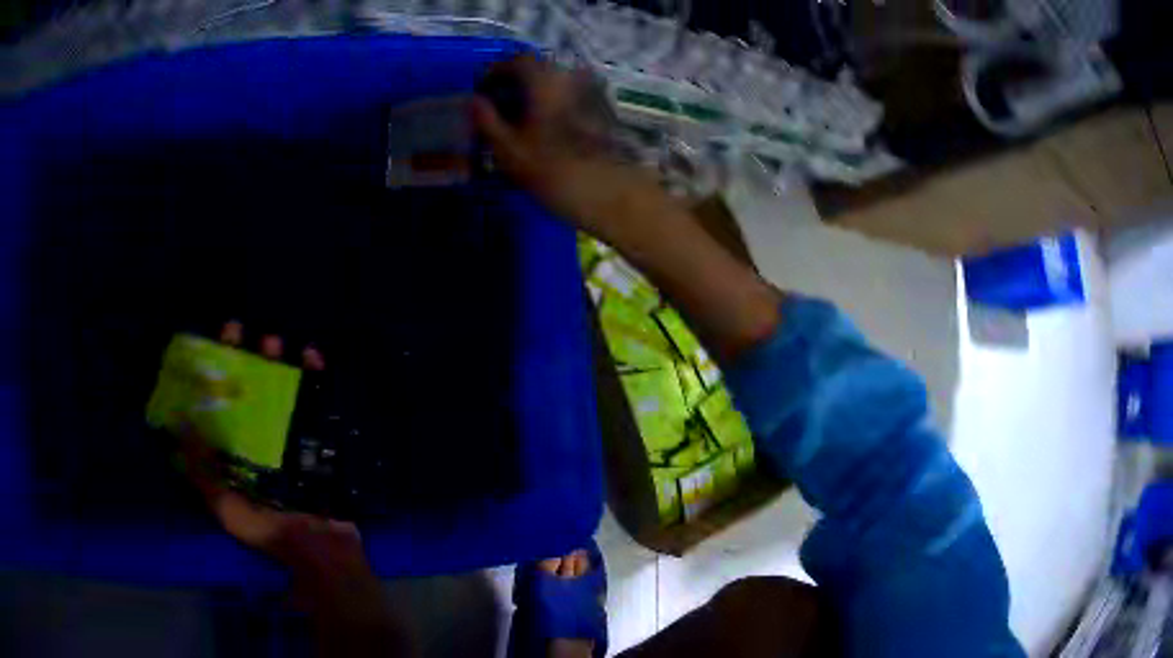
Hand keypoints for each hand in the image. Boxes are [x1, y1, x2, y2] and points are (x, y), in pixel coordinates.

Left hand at [178, 321, 367, 577]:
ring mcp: (291, 438)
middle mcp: (259, 440)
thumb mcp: (228, 510)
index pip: (217, 405)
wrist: (326, 553)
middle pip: (247, 390)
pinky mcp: (321, 439)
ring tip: (274, 342)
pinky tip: (311, 357)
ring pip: (280, 389)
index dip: (210, 377)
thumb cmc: (273, 533)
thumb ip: (202, 475)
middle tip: (240, 331)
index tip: (206, 349)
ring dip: (276, 362)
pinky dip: (315, 376)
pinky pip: (317, 400)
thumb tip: (176, 426)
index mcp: (235, 455)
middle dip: (241, 359)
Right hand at [472, 56, 659, 240]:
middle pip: (538, 70)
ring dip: (534, 94)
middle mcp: (572, 77)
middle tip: (497, 105)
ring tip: (518, 120)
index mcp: (546, 79)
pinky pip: (570, 97)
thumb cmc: (554, 170)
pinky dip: (552, 104)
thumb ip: (487, 120)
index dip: (495, 71)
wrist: (611, 193)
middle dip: (514, 83)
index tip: (481, 90)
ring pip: (555, 84)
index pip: (517, 60)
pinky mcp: (604, 110)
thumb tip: (473, 101)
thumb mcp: (508, 149)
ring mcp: (592, 92)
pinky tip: (543, 128)